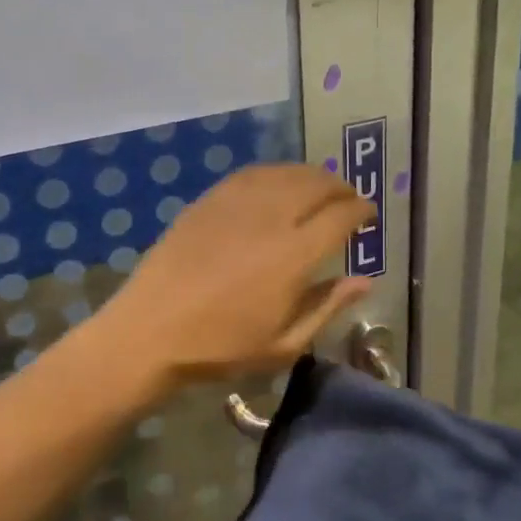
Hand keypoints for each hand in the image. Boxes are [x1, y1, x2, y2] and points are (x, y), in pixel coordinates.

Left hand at [96, 163, 373, 391]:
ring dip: (311, 176)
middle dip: (341, 187)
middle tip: (348, 199)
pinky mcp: (210, 200)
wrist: (152, 330)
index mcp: (294, 255)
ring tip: (319, 188)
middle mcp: (270, 218)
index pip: (341, 216)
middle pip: (317, 184)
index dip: (361, 210)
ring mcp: (236, 204)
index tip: (368, 215)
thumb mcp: (284, 344)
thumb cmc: (221, 346)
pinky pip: (252, 174)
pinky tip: (277, 185)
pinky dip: (275, 174)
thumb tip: (364, 280)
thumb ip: (327, 306)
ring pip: (285, 173)